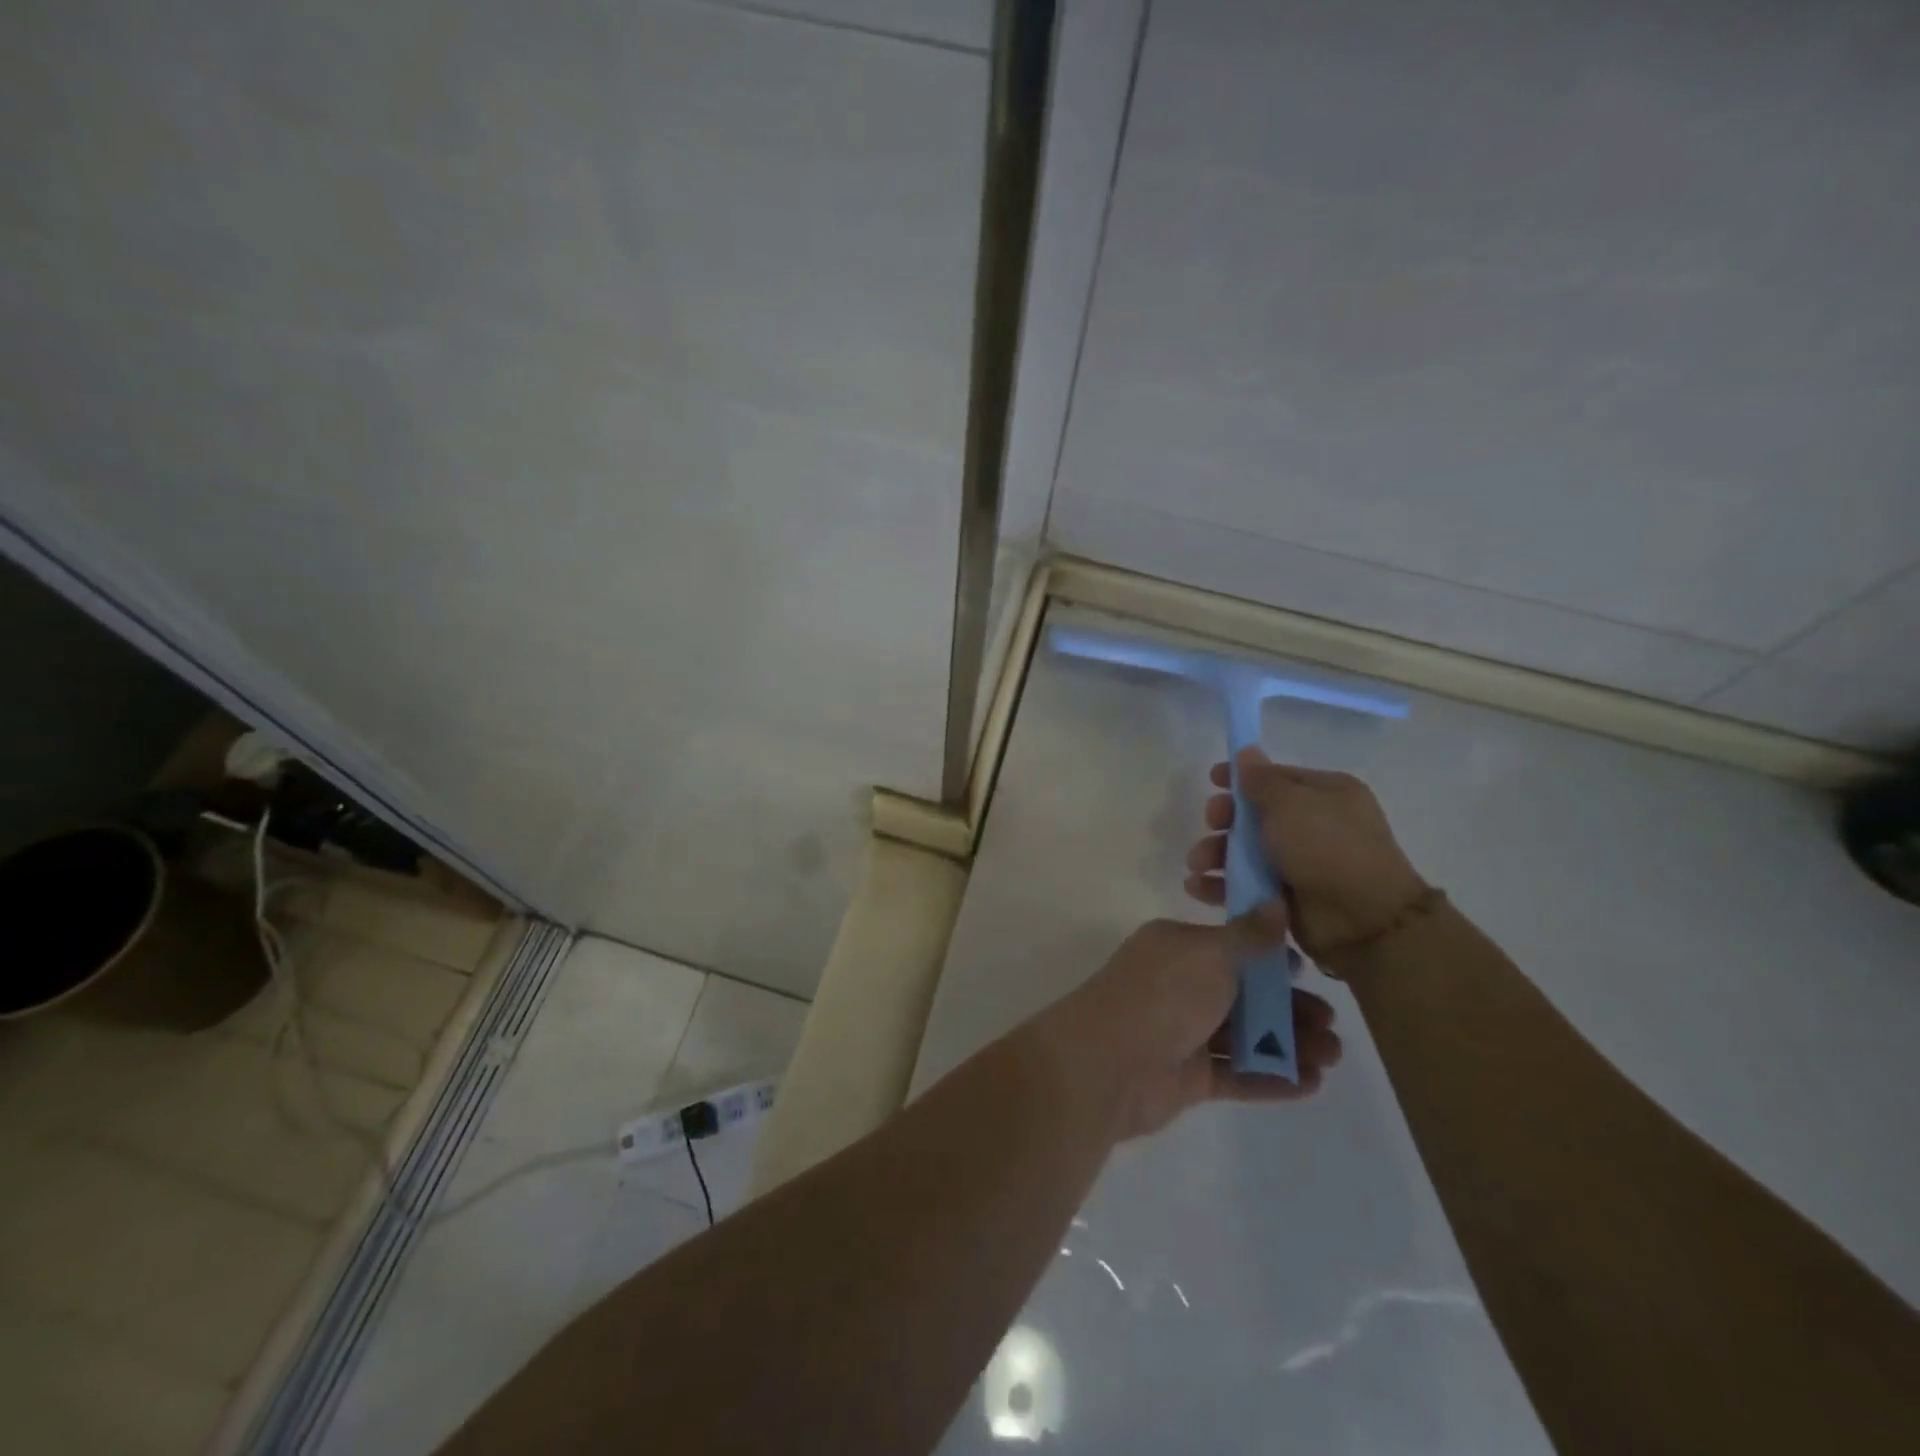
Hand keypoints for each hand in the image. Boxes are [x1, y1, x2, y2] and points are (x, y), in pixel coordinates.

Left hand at [1054, 917, 1340, 1140]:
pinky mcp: (1187, 1077)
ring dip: (1288, 1045)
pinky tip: (1310, 1084)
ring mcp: (1182, 1033)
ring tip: (1331, 1058)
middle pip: (1243, 995)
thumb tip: (1276, 902)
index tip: (1308, 974)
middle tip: (1333, 1026)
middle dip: (1289, 1009)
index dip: (1270, 961)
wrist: (1108, 1063)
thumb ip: (1249, 935)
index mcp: (1177, 948)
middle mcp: (1178, 986)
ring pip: (1243, 1036)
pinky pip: (1236, 1073)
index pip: (1231, 948)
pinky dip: (1271, 1077)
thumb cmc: (1162, 996)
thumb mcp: (1210, 954)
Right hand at [1183, 747, 1428, 965]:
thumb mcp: (1291, 804)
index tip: (1212, 781)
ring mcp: (1300, 864)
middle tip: (1211, 825)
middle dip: (1225, 820)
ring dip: (1216, 854)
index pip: (1275, 778)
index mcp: (1326, 794)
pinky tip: (1199, 887)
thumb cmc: (1327, 848)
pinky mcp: (1286, 897)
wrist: (1363, 921)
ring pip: (1246, 852)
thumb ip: (1261, 779)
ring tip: (1198, 865)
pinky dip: (1221, 885)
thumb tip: (1246, 751)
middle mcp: (1315, 825)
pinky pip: (1245, 885)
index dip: (1241, 778)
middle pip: (1255, 815)